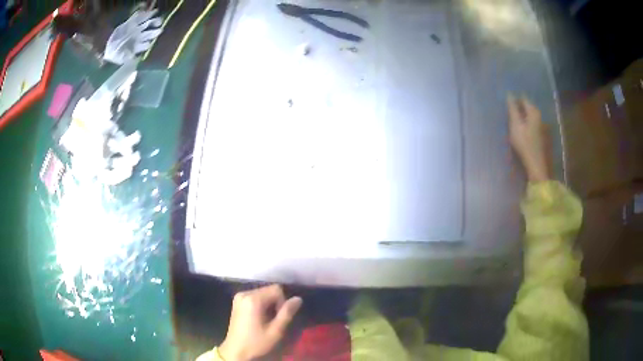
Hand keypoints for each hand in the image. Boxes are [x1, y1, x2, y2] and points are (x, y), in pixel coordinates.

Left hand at [219, 285, 302, 360]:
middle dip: (275, 303)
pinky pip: (255, 296)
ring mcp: (239, 296)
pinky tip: (259, 318)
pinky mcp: (237, 301)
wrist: (235, 350)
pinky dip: (261, 304)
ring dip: (269, 304)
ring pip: (263, 293)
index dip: (282, 302)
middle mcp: (244, 293)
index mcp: (253, 299)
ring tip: (266, 320)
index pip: (276, 289)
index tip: (278, 318)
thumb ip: (287, 313)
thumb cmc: (256, 342)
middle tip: (273, 320)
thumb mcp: (275, 331)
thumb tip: (298, 299)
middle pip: (269, 290)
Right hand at [507, 95, 549, 182]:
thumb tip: (509, 94)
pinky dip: (526, 123)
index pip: (523, 98)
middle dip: (519, 106)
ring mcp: (541, 125)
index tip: (507, 102)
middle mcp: (539, 116)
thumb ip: (512, 109)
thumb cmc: (524, 144)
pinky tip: (522, 129)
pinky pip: (532, 123)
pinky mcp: (541, 134)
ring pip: (530, 115)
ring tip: (514, 119)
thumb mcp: (515, 125)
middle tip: (509, 111)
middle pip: (528, 106)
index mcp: (533, 111)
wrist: (536, 165)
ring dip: (522, 115)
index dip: (515, 98)